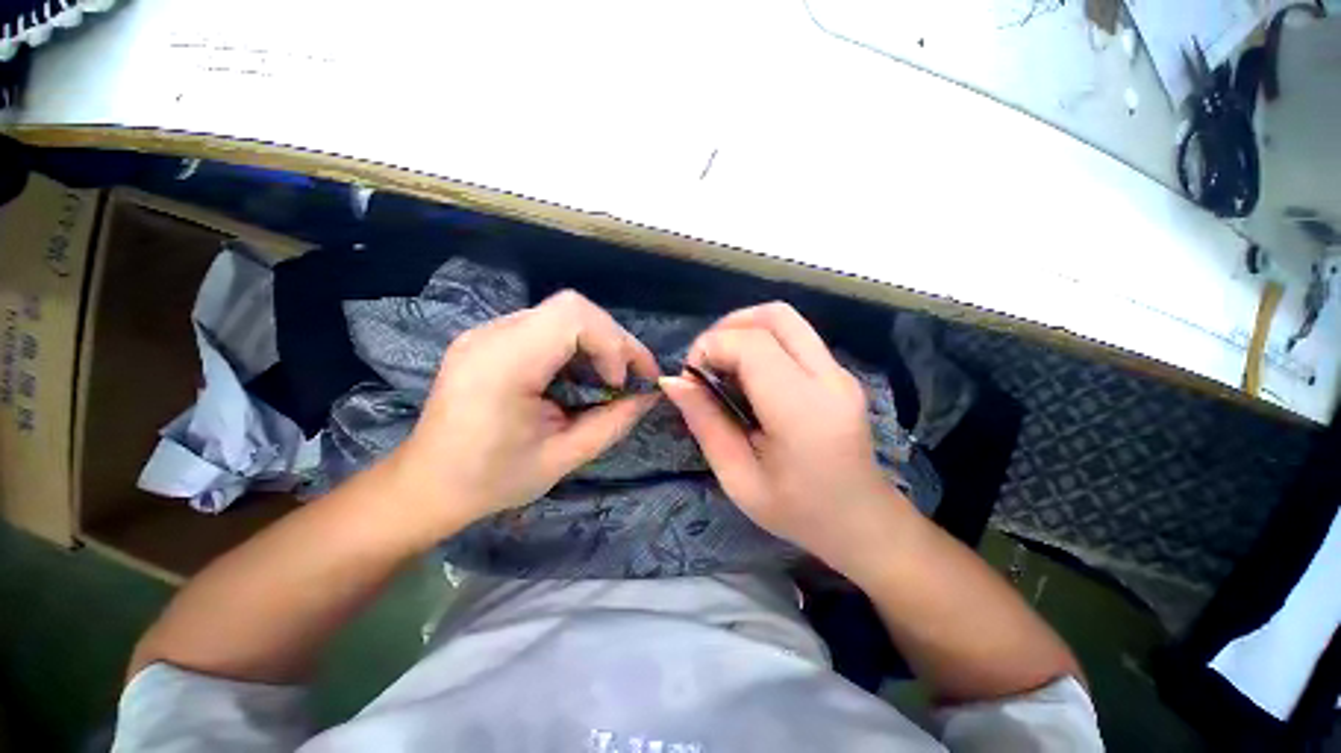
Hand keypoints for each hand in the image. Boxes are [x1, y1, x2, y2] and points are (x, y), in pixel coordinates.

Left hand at [386, 291, 660, 534]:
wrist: (425, 485)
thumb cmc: (490, 480)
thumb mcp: (561, 458)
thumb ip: (612, 424)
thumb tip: (648, 397)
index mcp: (504, 364)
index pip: (572, 316)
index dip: (611, 342)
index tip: (620, 383)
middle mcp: (492, 335)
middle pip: (572, 308)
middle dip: (613, 339)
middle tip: (630, 376)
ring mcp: (487, 332)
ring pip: (562, 314)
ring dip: (597, 341)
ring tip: (610, 377)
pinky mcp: (489, 339)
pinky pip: (545, 327)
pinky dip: (576, 345)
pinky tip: (580, 375)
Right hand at [660, 303, 910, 577]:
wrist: (861, 521)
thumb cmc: (797, 512)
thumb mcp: (738, 478)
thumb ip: (705, 423)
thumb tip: (673, 381)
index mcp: (802, 410)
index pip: (752, 344)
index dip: (711, 346)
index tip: (692, 376)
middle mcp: (828, 378)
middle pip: (775, 316)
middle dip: (728, 327)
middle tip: (707, 362)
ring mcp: (839, 372)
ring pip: (787, 320)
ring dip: (745, 330)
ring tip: (724, 365)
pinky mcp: (839, 373)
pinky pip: (795, 337)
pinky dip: (762, 342)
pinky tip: (749, 376)